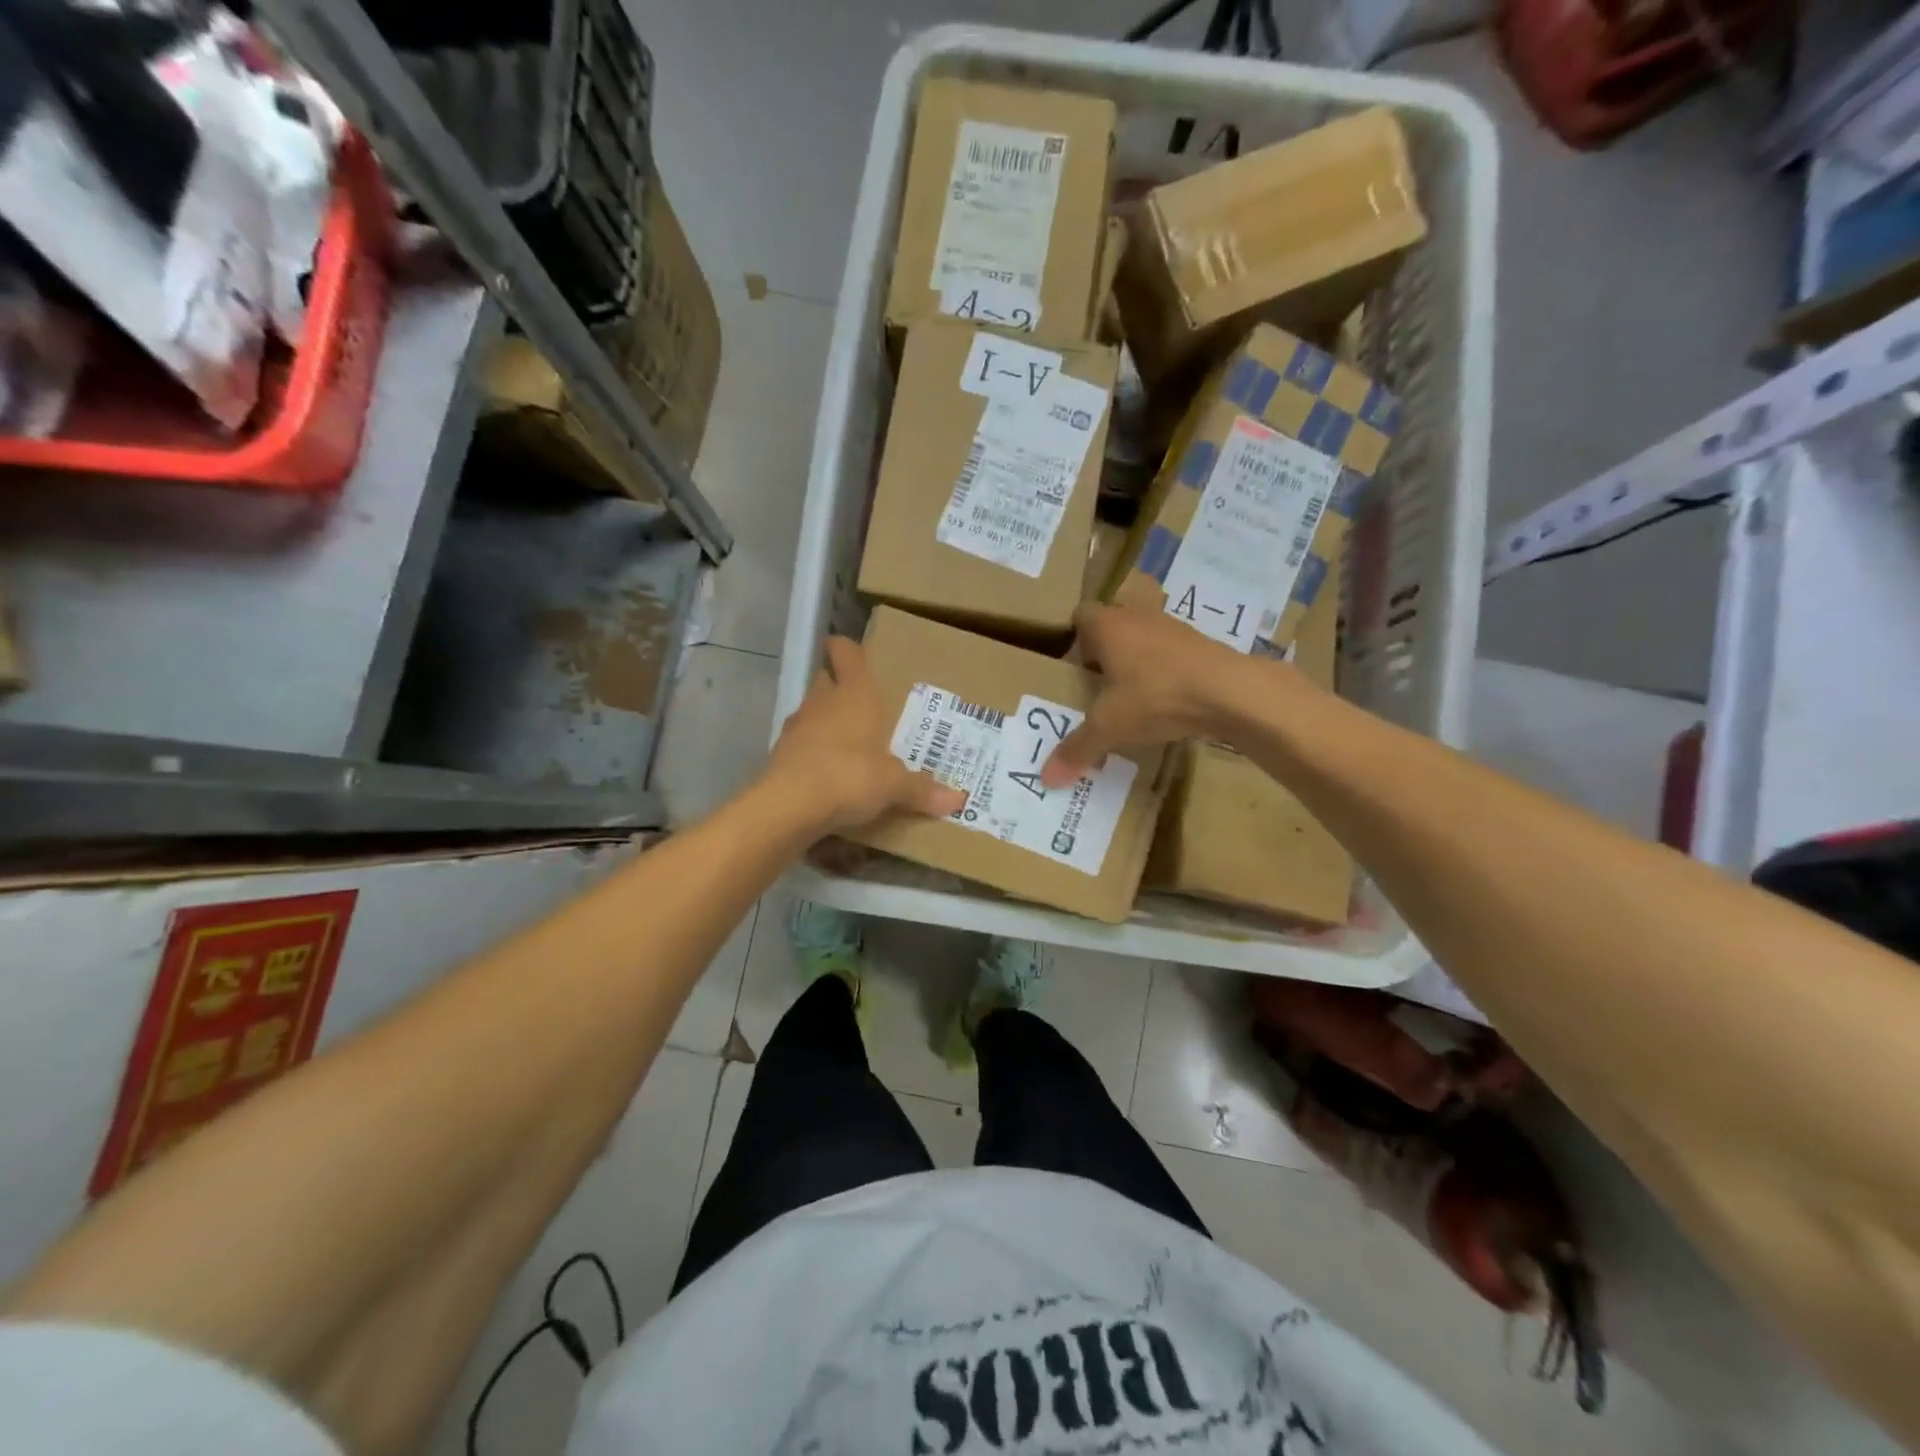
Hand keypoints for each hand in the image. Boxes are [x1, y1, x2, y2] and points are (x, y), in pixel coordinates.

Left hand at [767, 637, 966, 832]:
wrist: (789, 806)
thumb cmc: (850, 776)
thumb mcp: (894, 786)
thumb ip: (922, 790)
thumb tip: (958, 800)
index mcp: (855, 695)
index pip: (846, 654)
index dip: (847, 648)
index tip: (850, 648)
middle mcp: (823, 702)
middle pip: (827, 680)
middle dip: (840, 686)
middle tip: (863, 702)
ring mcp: (797, 727)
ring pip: (812, 712)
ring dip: (826, 720)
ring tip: (849, 739)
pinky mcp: (781, 754)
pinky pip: (802, 743)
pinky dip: (813, 750)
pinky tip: (828, 770)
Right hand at [1041, 604, 1258, 786]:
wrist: (1229, 691)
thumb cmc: (1155, 697)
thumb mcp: (1109, 727)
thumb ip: (1078, 749)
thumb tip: (1046, 779)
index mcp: (1108, 625)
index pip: (1080, 615)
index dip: (1073, 638)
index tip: (1071, 666)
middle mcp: (1137, 616)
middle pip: (1113, 624)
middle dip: (1104, 649)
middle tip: (1096, 683)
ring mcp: (1173, 627)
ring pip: (1144, 636)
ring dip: (1137, 658)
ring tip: (1131, 694)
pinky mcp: (1201, 644)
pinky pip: (1171, 652)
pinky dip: (1165, 670)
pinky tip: (1165, 699)